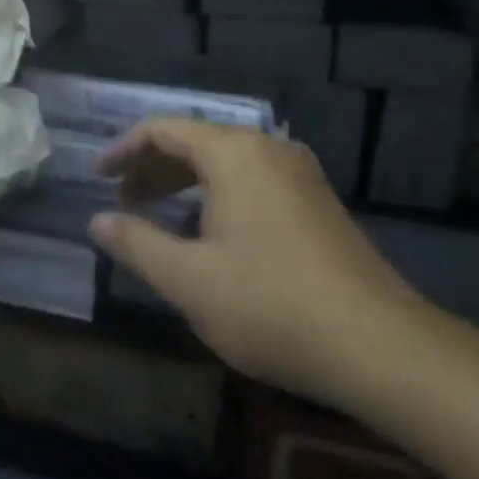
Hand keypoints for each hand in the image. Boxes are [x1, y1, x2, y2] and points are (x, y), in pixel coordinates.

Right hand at [90, 119, 425, 408]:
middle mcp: (268, 150)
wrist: (382, 347)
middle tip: (122, 203)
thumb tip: (96, 221)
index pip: (163, 130)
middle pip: (195, 141)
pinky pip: (253, 180)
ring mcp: (300, 174)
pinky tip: (210, 232)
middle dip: (152, 168)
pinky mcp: (319, 202)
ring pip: (226, 162)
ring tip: (158, 216)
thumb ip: (136, 243)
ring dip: (184, 182)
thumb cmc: (272, 306)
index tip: (96, 178)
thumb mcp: (189, 280)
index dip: (123, 150)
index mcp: (234, 154)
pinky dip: (217, 194)